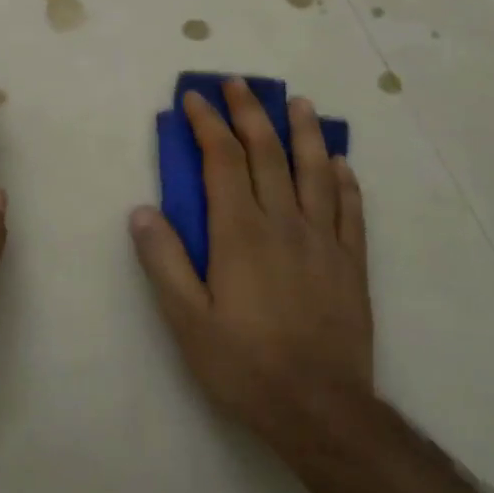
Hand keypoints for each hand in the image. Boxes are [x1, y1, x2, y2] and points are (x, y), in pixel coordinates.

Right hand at [129, 81, 372, 450]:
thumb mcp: (186, 320)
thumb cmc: (245, 365)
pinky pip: (350, 210)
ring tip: (299, 103)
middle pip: (268, 153)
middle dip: (250, 113)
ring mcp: (323, 240)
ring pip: (315, 171)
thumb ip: (163, 261)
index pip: (223, 160)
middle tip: (239, 84)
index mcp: (240, 232)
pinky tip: (341, 164)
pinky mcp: (351, 263)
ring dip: (305, 132)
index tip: (196, 97)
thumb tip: (142, 210)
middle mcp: (284, 222)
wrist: (321, 409)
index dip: (208, 123)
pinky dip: (344, 180)